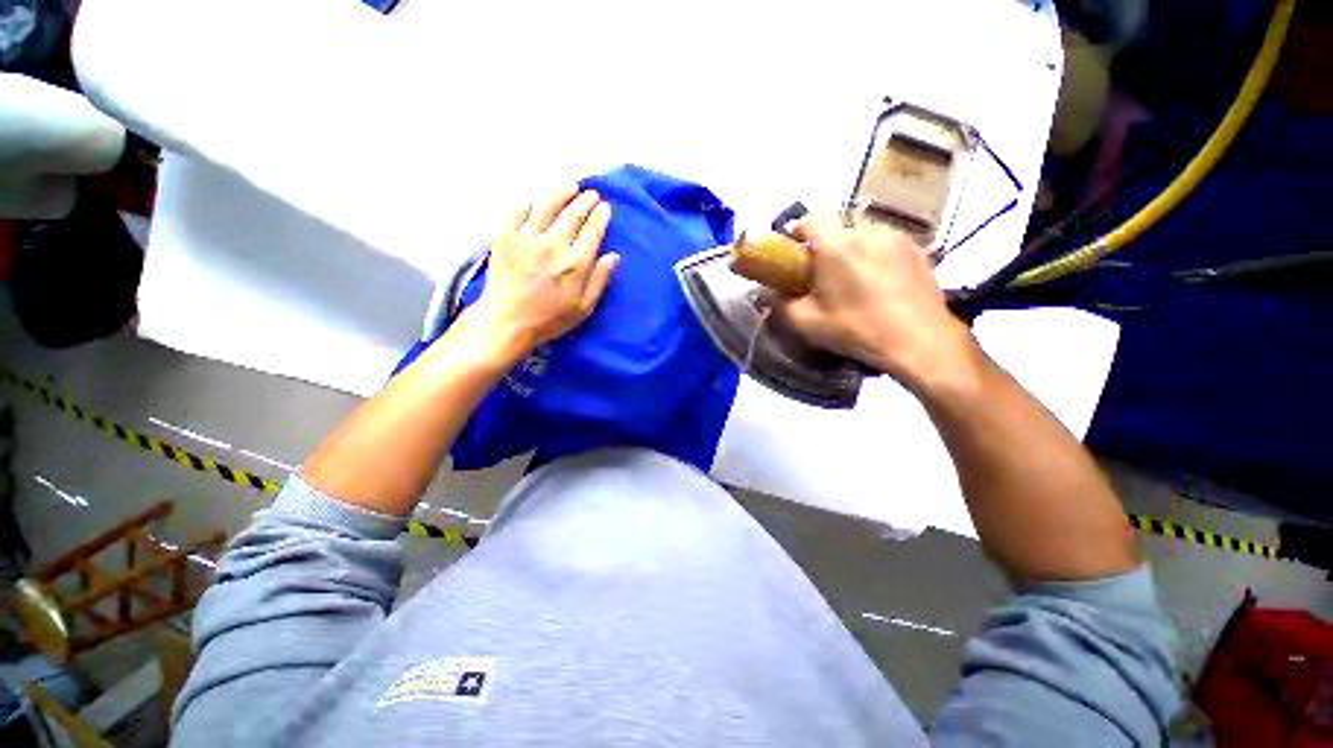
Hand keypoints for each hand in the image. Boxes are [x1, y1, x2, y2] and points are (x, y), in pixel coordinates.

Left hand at [469, 186, 619, 356]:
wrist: (507, 321)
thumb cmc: (549, 319)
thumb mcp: (583, 308)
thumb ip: (600, 280)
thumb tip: (614, 256)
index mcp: (575, 263)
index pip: (592, 230)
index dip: (600, 216)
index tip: (605, 207)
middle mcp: (553, 244)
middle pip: (573, 214)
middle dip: (585, 201)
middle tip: (591, 194)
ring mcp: (526, 237)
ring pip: (547, 205)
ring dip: (561, 193)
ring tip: (570, 186)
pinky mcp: (504, 236)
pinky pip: (518, 211)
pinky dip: (529, 204)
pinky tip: (536, 204)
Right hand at [777, 215, 976, 391]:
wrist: (919, 343)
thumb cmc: (857, 330)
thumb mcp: (807, 324)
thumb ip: (782, 304)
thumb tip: (773, 294)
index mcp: (837, 246)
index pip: (812, 218)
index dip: (800, 231)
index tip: (797, 253)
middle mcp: (868, 233)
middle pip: (839, 230)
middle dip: (827, 248)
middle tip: (825, 277)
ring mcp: (898, 239)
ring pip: (864, 238)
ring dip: (853, 253)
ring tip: (856, 284)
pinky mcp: (919, 251)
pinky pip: (887, 247)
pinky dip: (877, 259)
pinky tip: (881, 286)